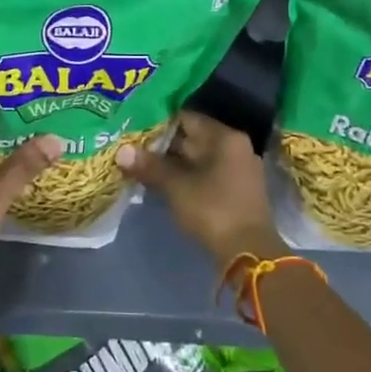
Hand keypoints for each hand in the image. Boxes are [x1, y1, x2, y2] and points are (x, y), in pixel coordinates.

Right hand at [117, 111, 286, 268]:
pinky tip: (159, 182)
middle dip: (161, 144)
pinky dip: (183, 176)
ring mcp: (237, 170)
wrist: (248, 253)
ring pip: (196, 159)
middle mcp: (234, 147)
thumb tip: (121, 151)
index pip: (186, 118)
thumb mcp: (176, 187)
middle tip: (130, 145)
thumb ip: (149, 166)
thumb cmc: (213, 210)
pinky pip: (203, 174)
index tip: (133, 127)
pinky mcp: (234, 190)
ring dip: (170, 163)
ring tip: (138, 164)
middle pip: (191, 138)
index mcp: (224, 138)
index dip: (158, 122)